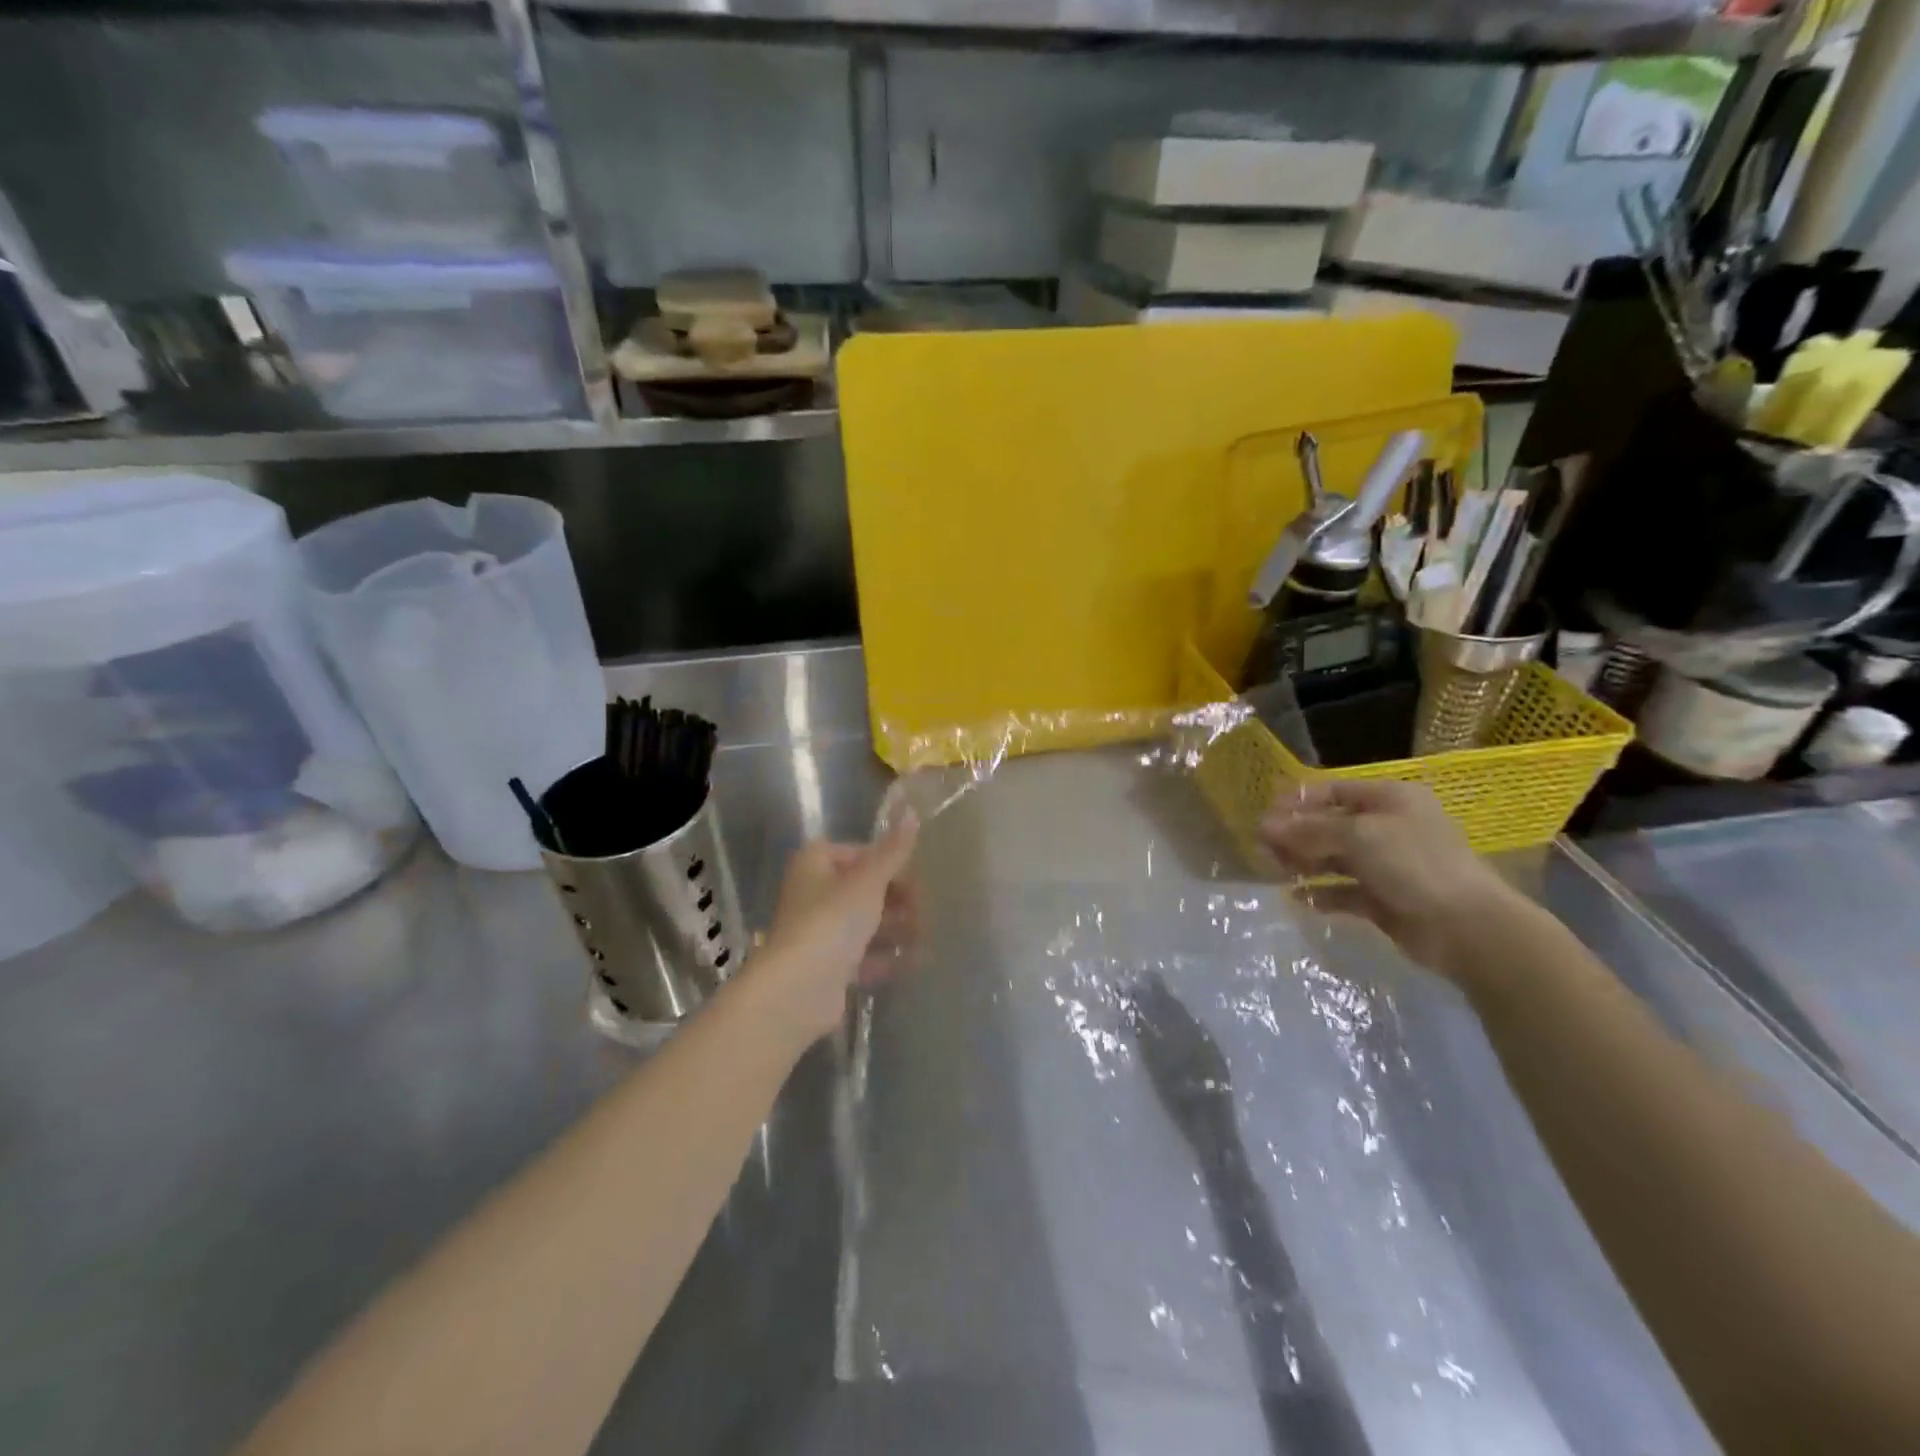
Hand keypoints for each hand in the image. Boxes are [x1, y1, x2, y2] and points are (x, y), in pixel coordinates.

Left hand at [753, 811, 920, 1042]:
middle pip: (863, 889)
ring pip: (864, 923)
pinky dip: (886, 957)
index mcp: (815, 863)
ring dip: (896, 929)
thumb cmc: (832, 920)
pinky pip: (862, 955)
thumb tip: (911, 810)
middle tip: (927, 912)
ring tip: (926, 937)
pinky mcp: (826, 966)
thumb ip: (893, 850)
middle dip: (898, 900)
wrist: (798, 988)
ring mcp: (818, 931)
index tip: (919, 880)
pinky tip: (914, 962)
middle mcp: (813, 892)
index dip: (891, 864)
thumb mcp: (869, 880)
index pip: (860, 853)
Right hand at [1258, 780, 1521, 976]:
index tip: (1265, 816)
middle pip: (1331, 825)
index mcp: (1390, 799)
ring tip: (1276, 873)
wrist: (1466, 928)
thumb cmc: (1413, 864)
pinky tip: (1299, 899)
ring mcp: (1388, 865)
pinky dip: (1322, 893)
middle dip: (1296, 835)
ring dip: (1305, 863)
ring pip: (1335, 859)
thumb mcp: (1358, 835)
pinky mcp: (1385, 900)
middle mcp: (1388, 827)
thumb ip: (1308, 829)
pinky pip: (1344, 891)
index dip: (1298, 801)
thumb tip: (1264, 825)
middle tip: (1263, 849)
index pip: (1334, 791)